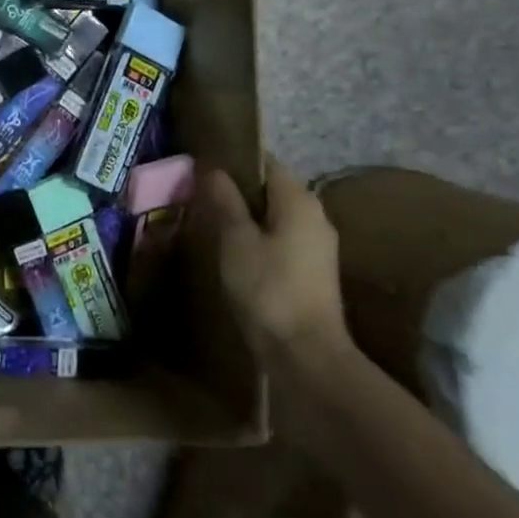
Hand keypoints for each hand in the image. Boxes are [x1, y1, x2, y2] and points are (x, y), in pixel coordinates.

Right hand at [203, 157, 354, 381]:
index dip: (234, 161)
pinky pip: (280, 239)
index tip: (203, 166)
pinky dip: (258, 237)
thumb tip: (213, 168)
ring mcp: (318, 246)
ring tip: (210, 221)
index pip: (266, 162)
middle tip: (200, 195)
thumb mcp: (236, 240)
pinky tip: (233, 251)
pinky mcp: (313, 272)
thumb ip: (225, 200)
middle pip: (271, 189)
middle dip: (238, 189)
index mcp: (299, 200)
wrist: (307, 357)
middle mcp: (315, 215)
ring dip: (246, 216)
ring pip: (275, 216)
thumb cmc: (268, 289)